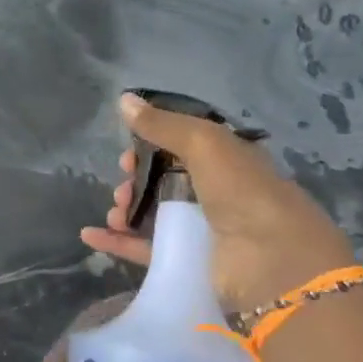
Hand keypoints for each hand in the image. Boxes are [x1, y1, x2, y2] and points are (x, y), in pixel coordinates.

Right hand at [80, 93, 353, 313]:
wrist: (271, 261)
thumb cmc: (243, 192)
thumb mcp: (204, 143)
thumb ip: (163, 124)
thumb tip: (122, 100)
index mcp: (228, 160)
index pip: (184, 145)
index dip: (152, 144)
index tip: (128, 150)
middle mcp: (217, 193)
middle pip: (164, 181)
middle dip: (136, 179)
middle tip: (122, 185)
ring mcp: (202, 229)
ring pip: (153, 214)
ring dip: (127, 209)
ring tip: (116, 211)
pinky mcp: (187, 261)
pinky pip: (145, 248)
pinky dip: (118, 242)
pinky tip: (91, 235)